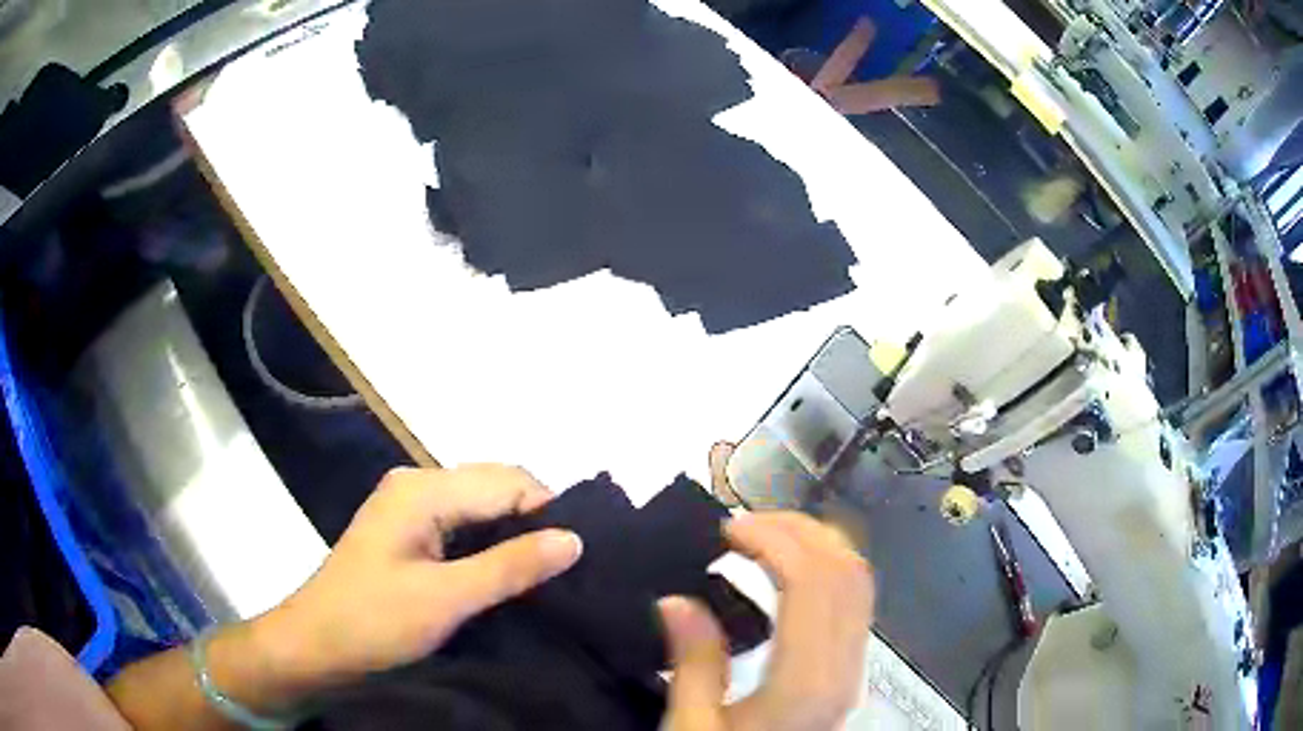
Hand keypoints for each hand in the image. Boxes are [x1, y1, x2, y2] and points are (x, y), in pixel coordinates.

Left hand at [257, 465, 582, 691]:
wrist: (316, 646)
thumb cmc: (374, 620)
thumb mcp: (446, 599)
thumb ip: (510, 566)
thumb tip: (575, 539)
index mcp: (423, 489)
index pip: (508, 480)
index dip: (547, 513)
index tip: (576, 559)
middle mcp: (417, 484)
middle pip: (495, 486)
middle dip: (533, 521)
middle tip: (565, 570)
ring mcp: (410, 507)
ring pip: (481, 507)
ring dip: (513, 535)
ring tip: (544, 574)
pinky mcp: (409, 532)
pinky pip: (464, 526)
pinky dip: (490, 545)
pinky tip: (507, 573)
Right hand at [659, 512, 873, 730]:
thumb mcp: (692, 729)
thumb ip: (692, 664)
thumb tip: (677, 600)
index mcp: (805, 683)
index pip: (813, 583)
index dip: (775, 540)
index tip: (727, 529)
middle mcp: (844, 668)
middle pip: (847, 571)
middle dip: (799, 529)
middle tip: (743, 524)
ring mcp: (855, 669)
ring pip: (859, 582)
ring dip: (817, 544)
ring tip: (763, 538)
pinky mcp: (850, 671)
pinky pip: (854, 602)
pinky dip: (826, 569)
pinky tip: (788, 573)